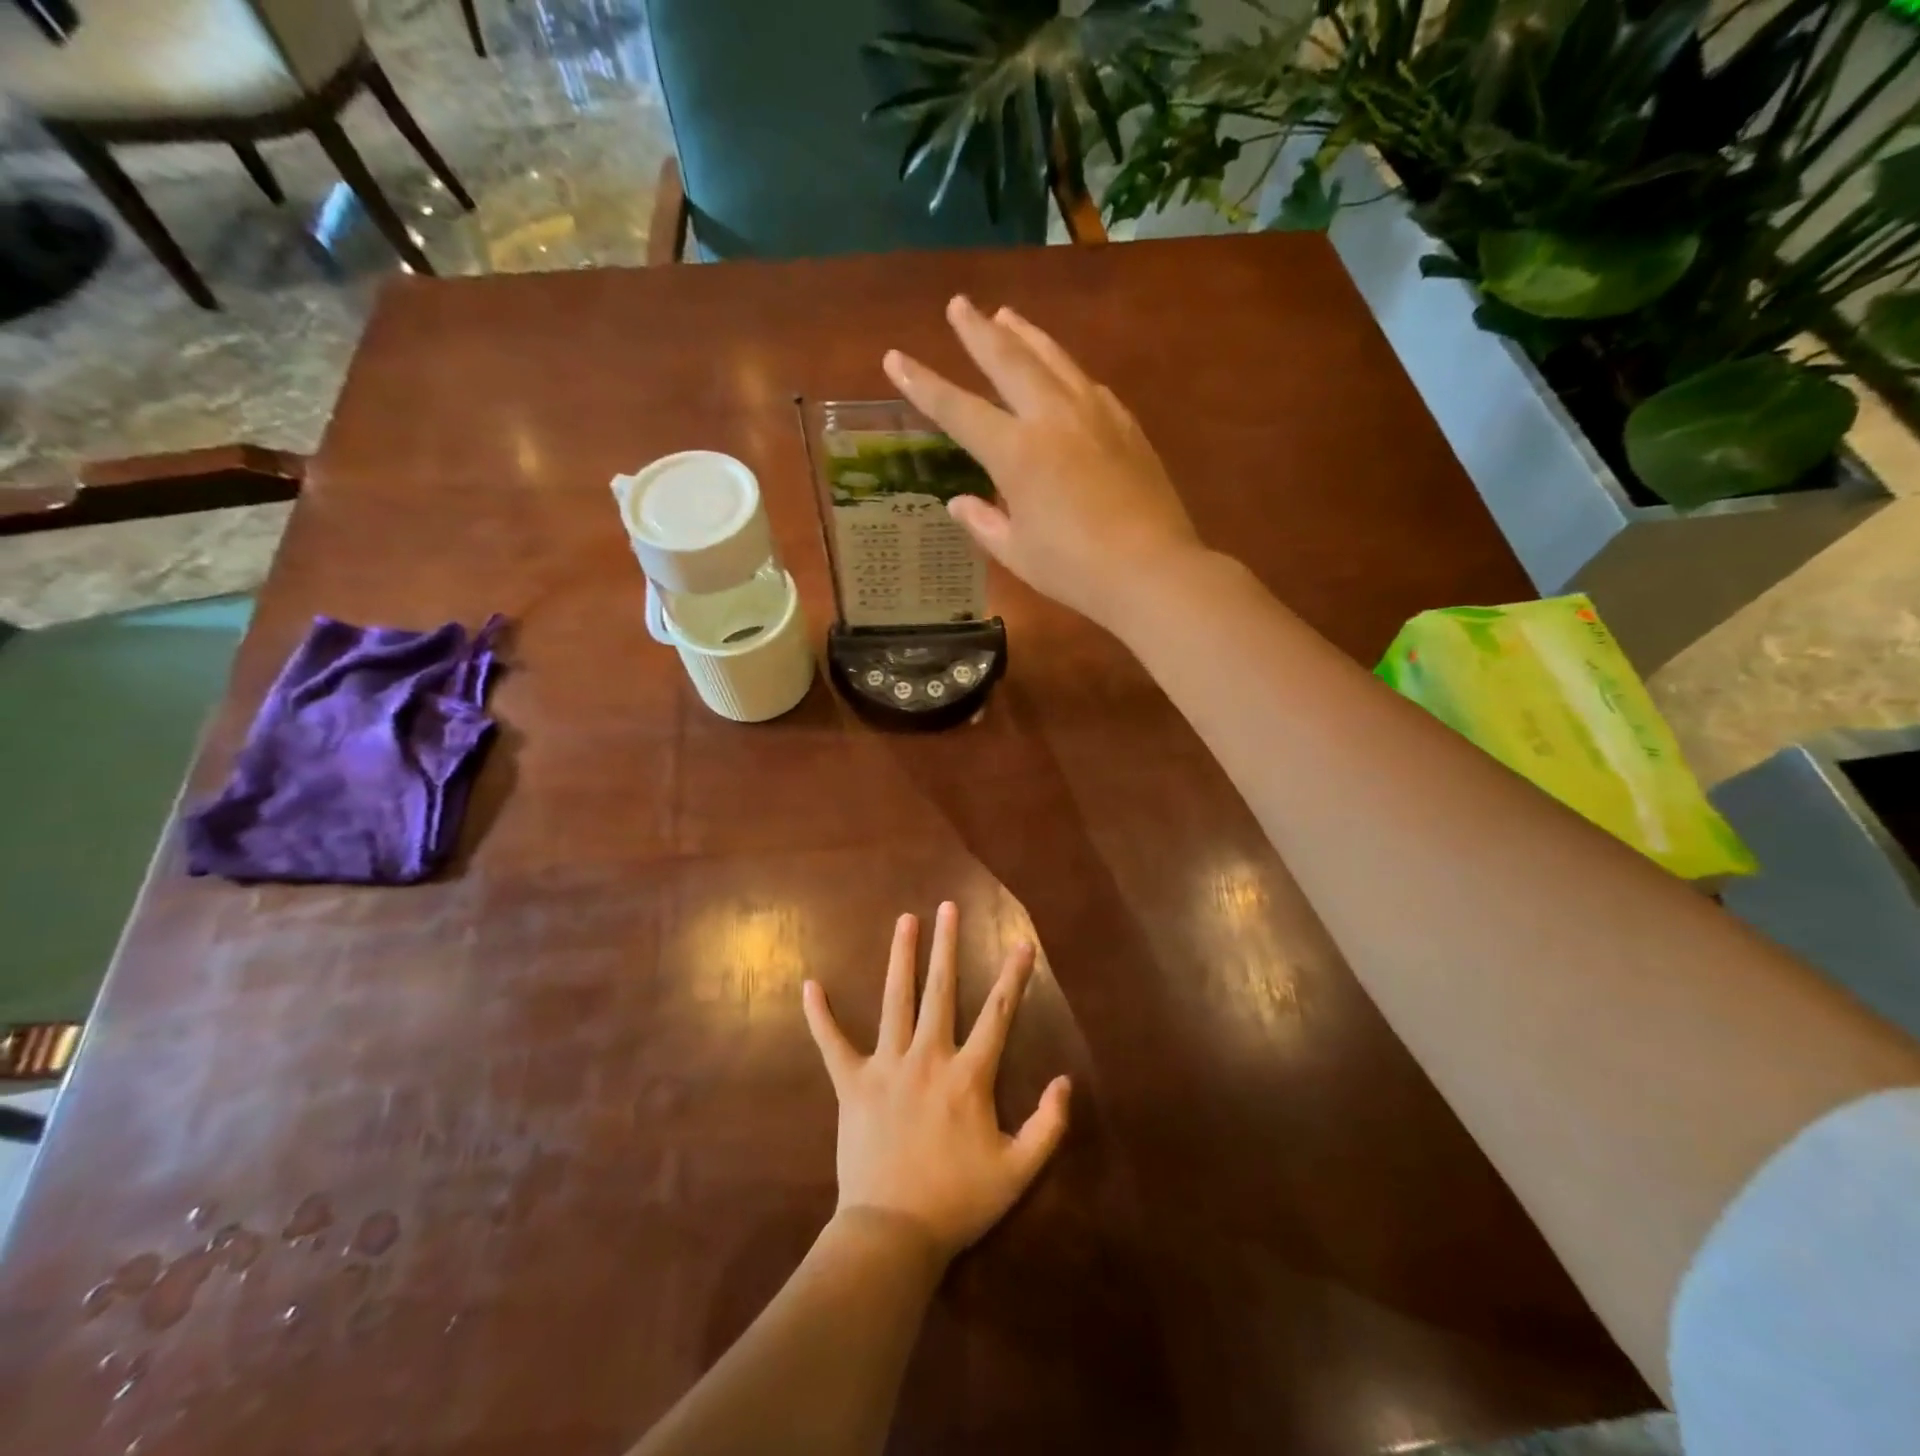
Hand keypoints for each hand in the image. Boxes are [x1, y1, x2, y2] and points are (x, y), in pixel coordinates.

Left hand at [802, 902, 1071, 1263]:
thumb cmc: (957, 1202)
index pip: (998, 1014)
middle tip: (948, 907)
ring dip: (902, 957)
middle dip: (947, 946)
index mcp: (969, 1075)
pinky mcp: (852, 1083)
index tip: (1022, 943)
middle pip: (942, 990)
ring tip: (905, 920)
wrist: (892, 1234)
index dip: (1014, 976)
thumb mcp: (1018, 1171)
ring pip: (897, 1000)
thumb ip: (1048, 1126)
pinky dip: (821, 1016)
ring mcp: (887, 1066)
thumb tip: (1066, 1081)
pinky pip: (832, 1044)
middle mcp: (928, 1057)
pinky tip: (811, 985)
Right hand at [883, 295, 1202, 627]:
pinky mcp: (1125, 425)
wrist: (1152, 569)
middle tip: (958, 304)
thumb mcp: (1017, 553)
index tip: (895, 357)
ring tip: (1007, 315)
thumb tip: (959, 502)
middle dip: (978, 331)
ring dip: (1025, 334)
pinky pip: (1086, 383)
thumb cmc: (1074, 570)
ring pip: (1053, 358)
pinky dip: (1064, 368)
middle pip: (1009, 360)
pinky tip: (1062, 369)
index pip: (958, 409)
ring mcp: (1094, 415)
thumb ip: (984, 522)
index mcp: (1016, 453)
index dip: (922, 384)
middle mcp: (1052, 418)